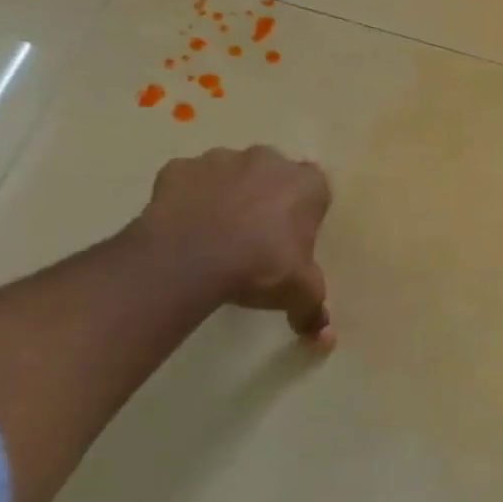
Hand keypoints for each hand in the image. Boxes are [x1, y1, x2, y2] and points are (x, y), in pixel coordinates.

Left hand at [134, 145, 334, 345]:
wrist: (189, 259)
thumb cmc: (262, 266)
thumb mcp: (300, 293)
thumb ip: (314, 311)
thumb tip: (324, 340)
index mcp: (307, 184)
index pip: (316, 189)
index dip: (305, 211)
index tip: (293, 235)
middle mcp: (268, 161)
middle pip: (273, 173)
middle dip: (268, 196)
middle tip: (258, 234)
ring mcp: (220, 160)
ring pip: (230, 173)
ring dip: (229, 193)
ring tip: (219, 232)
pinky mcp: (178, 169)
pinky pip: (189, 181)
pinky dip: (189, 198)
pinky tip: (186, 227)